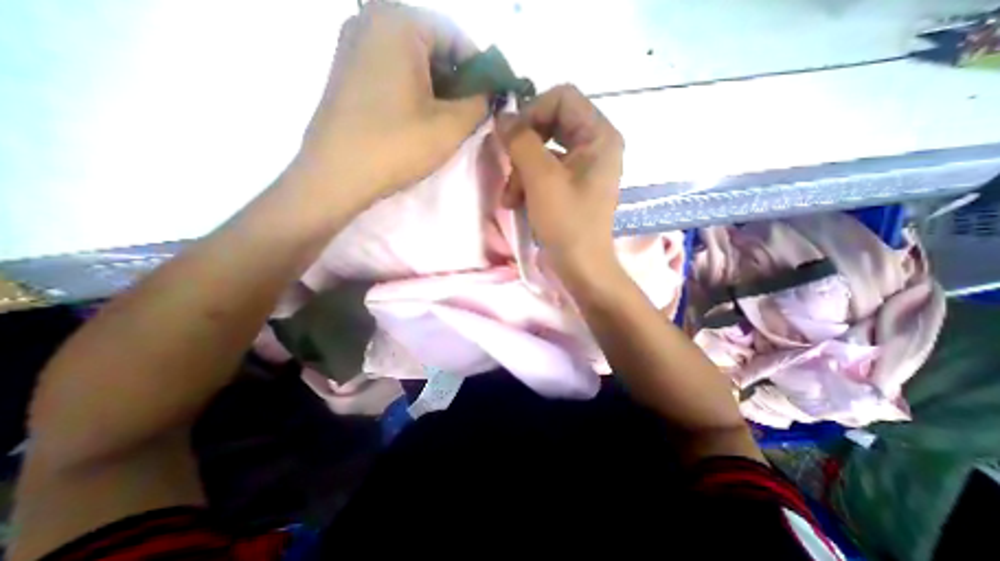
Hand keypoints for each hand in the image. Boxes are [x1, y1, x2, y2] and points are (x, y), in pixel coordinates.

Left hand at [295, 3, 489, 203]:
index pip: (458, 37)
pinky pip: (393, 71)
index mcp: (399, 22)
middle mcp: (371, 19)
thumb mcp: (450, 127)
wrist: (336, 175)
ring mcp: (354, 44)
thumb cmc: (397, 146)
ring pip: (414, 61)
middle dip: (459, 81)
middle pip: (434, 46)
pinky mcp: (348, 71)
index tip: (492, 101)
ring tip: (448, 121)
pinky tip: (421, 119)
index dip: (482, 72)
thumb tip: (491, 94)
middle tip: (471, 115)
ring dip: (438, 89)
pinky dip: (415, 91)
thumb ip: (480, 104)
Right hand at [501, 83, 621, 279]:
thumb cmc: (566, 222)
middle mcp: (595, 145)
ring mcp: (583, 167)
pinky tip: (515, 202)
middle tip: (509, 169)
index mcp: (599, 135)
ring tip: (510, 197)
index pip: (562, 97)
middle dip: (523, 148)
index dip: (532, 112)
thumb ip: (521, 141)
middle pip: (550, 123)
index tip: (512, 139)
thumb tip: (503, 116)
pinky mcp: (571, 185)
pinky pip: (545, 171)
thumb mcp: (541, 179)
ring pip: (543, 150)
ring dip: (521, 171)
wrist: (580, 265)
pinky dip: (528, 183)